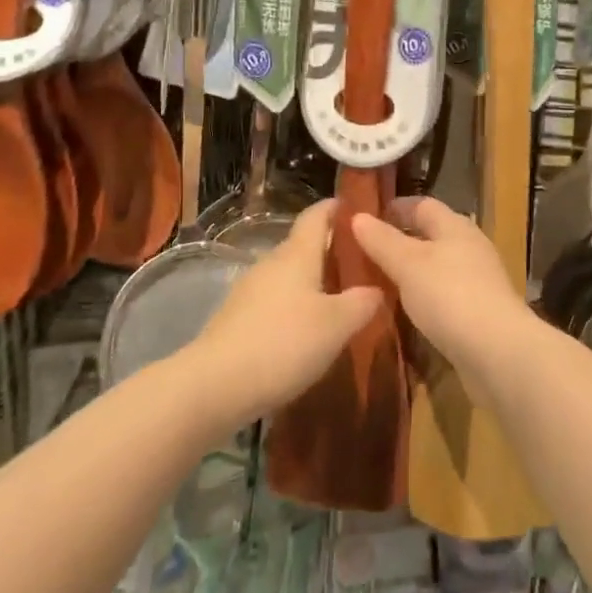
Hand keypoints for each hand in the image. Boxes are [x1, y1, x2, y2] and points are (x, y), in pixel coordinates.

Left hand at [186, 201, 380, 428]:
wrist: (215, 384)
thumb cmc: (283, 343)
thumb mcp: (336, 325)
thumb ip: (361, 303)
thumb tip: (376, 288)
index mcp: (297, 254)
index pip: (316, 215)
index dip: (335, 208)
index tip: (358, 209)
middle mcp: (272, 262)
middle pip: (302, 245)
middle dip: (329, 250)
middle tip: (359, 265)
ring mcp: (249, 289)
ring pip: (287, 275)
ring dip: (311, 281)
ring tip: (337, 300)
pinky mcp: (236, 317)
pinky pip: (273, 300)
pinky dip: (292, 306)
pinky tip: (305, 331)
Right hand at [350, 197, 538, 397]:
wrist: (499, 353)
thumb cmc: (450, 296)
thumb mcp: (408, 265)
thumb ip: (382, 241)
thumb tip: (357, 216)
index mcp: (454, 226)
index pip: (421, 205)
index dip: (394, 208)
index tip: (365, 218)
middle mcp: (469, 246)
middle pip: (431, 235)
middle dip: (400, 240)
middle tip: (364, 252)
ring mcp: (477, 281)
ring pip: (437, 266)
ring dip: (411, 271)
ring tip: (378, 282)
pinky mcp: (479, 313)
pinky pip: (444, 295)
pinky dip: (423, 297)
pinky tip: (405, 312)